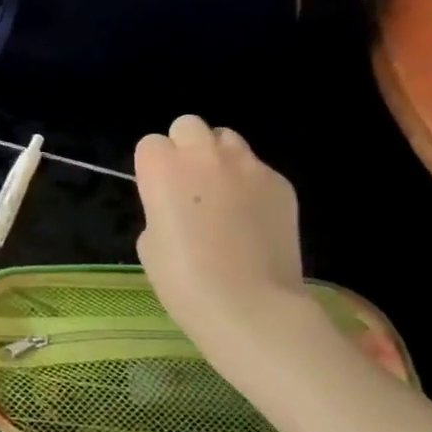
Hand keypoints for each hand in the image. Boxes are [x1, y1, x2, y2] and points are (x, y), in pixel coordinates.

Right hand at [133, 116, 304, 344]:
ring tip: (225, 196)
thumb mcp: (150, 240)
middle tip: (191, 185)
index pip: (151, 143)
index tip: (159, 193)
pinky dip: (252, 186)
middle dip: (187, 148)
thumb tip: (180, 205)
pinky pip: (259, 170)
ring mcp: (247, 165)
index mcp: (161, 167)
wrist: (249, 305)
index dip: (154, 167)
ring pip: (228, 140)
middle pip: (189, 126)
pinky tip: (253, 220)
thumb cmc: (183, 279)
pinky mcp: (280, 183)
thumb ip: (161, 207)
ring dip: (220, 159)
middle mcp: (203, 154)